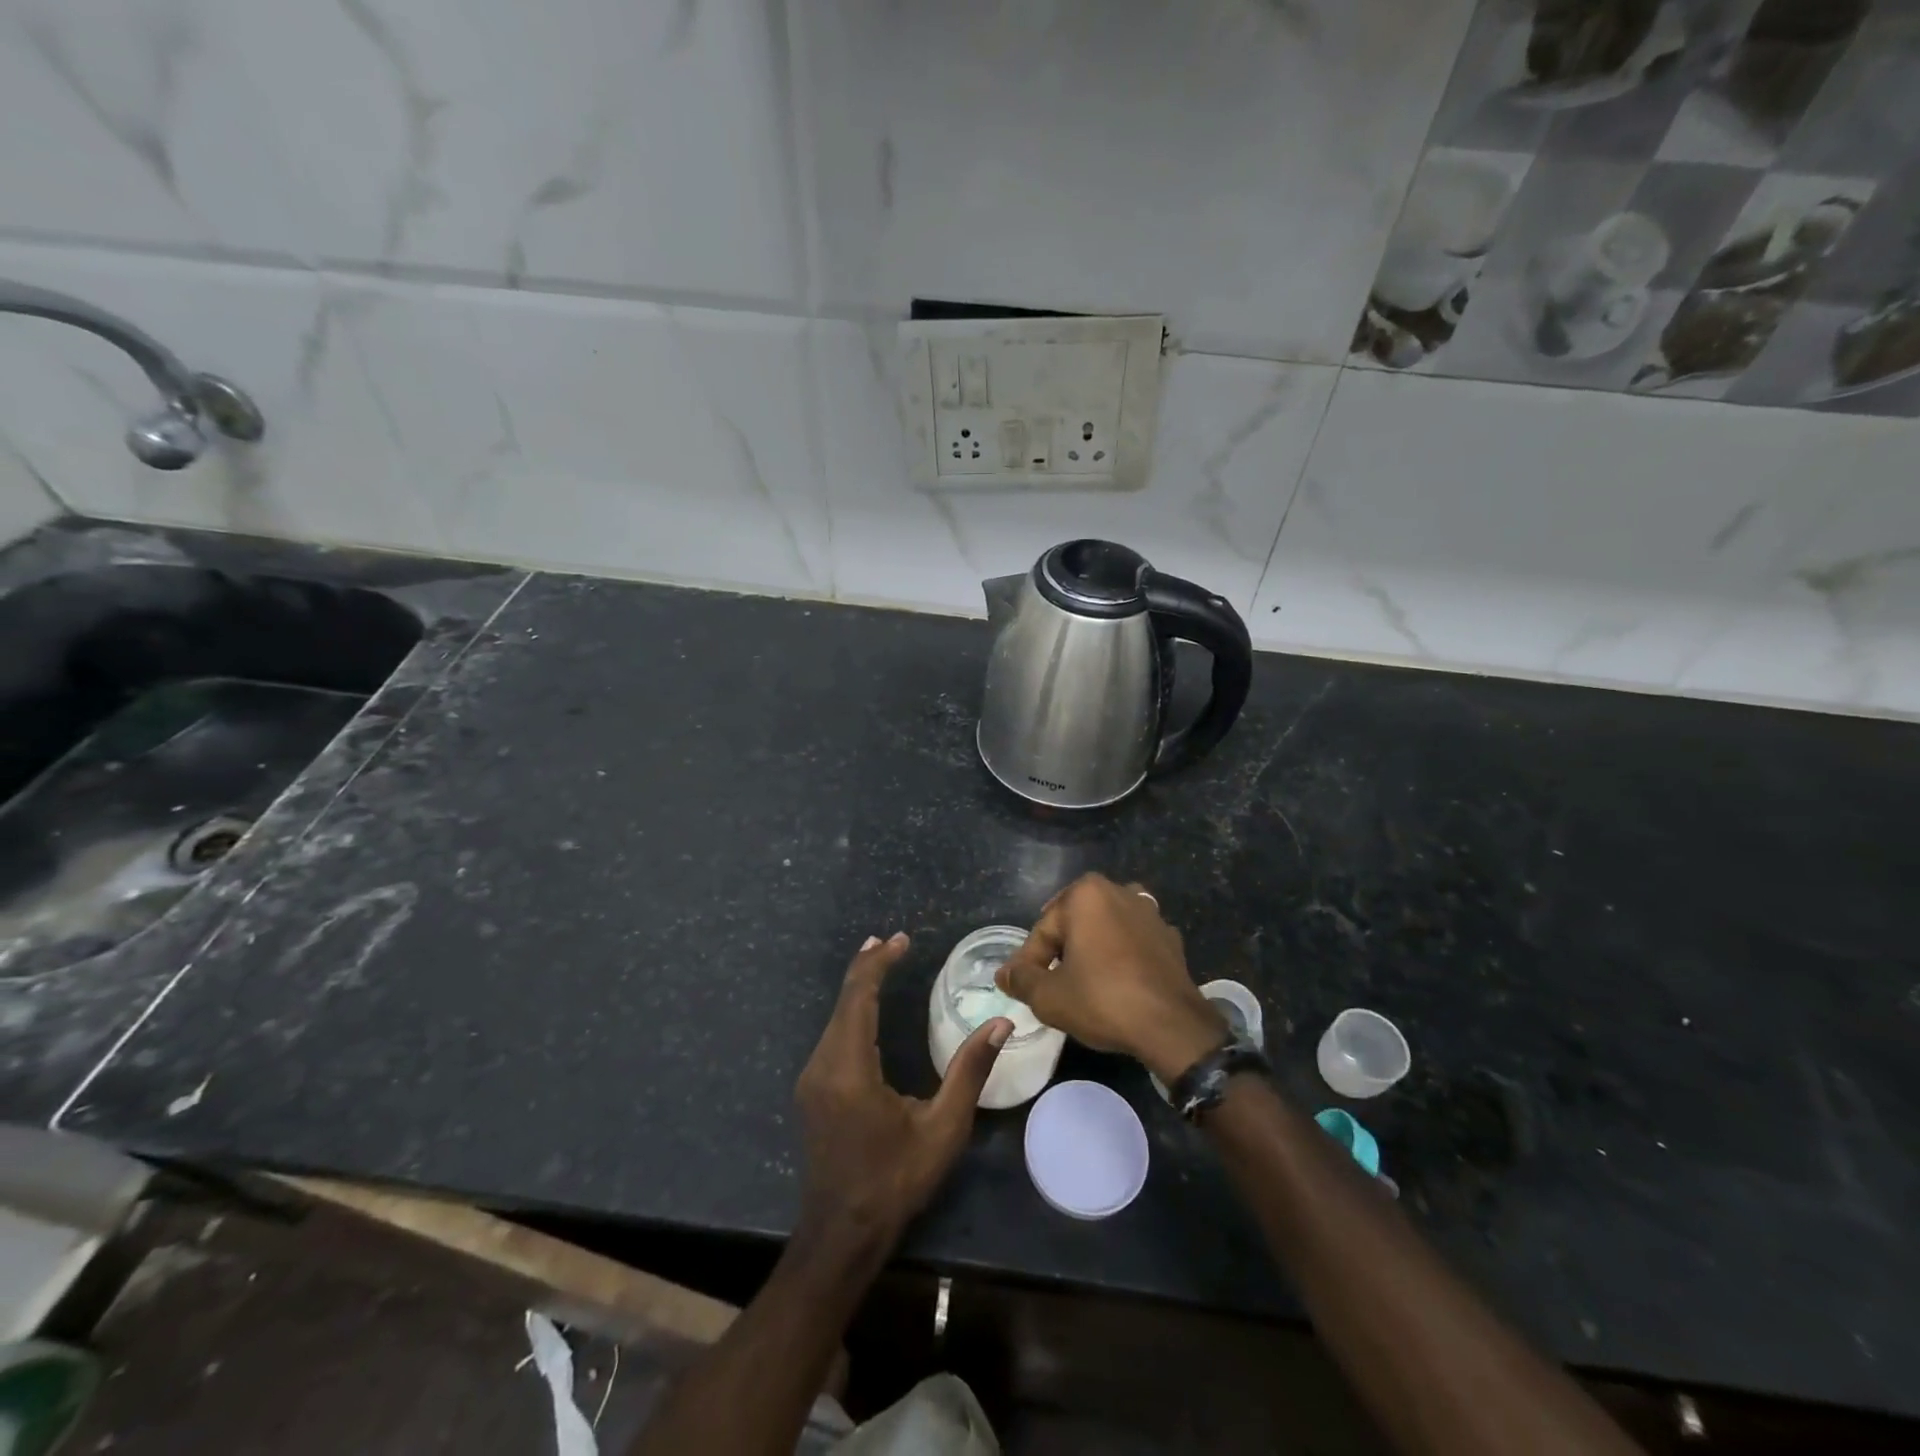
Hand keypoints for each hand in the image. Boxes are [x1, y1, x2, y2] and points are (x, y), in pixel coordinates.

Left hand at [795, 933, 1010, 1247]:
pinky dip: (851, 1010)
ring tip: (882, 961)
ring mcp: (812, 1078)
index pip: (859, 998)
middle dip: (867, 967)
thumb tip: (1001, 1024)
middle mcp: (822, 1065)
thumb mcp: (942, 1129)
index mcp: (850, 1069)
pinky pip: (832, 1035)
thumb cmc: (896, 1181)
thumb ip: (970, 1071)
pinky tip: (865, 1006)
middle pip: (844, 1001)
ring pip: (835, 1016)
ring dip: (859, 987)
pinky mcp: (812, 1088)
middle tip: (893, 942)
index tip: (901, 940)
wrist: (842, 1234)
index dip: (878, 964)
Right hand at [996, 874, 1225, 1083]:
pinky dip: (1121, 958)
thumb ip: (1021, 980)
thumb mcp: (1049, 997)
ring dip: (1092, 951)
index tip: (1025, 990)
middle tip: (1052, 986)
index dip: (1030, 963)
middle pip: (1074, 924)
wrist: (1172, 1026)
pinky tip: (1117, 984)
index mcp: (1085, 894)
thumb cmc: (1103, 1000)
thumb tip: (1003, 974)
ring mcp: (1149, 912)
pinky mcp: (1170, 937)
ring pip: (1105, 930)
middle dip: (1061, 952)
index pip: (1043, 930)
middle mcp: (1118, 890)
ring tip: (1084, 984)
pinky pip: (1133, 943)